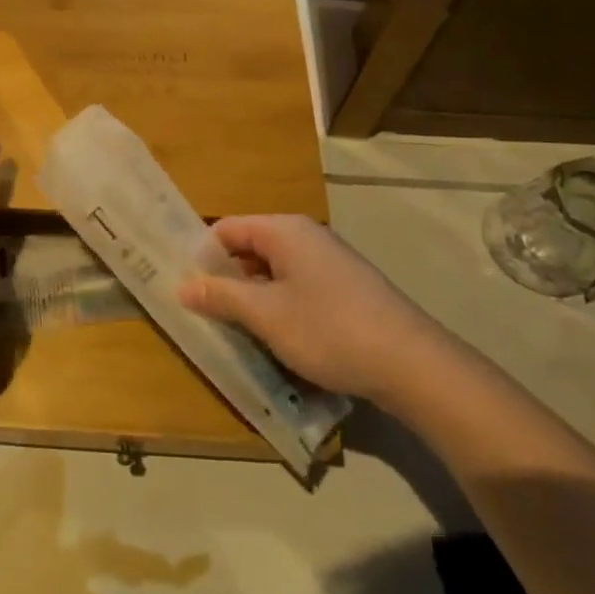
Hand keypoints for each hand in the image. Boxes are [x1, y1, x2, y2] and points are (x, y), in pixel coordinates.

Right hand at [179, 216, 448, 402]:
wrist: (412, 364)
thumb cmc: (329, 329)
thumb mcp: (265, 315)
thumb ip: (220, 296)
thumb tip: (182, 285)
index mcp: (284, 230)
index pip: (226, 229)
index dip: (201, 255)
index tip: (182, 286)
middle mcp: (306, 237)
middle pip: (249, 248)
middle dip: (224, 278)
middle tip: (200, 311)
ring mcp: (328, 263)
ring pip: (272, 271)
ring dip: (250, 297)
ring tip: (231, 329)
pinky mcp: (344, 289)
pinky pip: (296, 287)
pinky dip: (277, 306)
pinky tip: (273, 337)